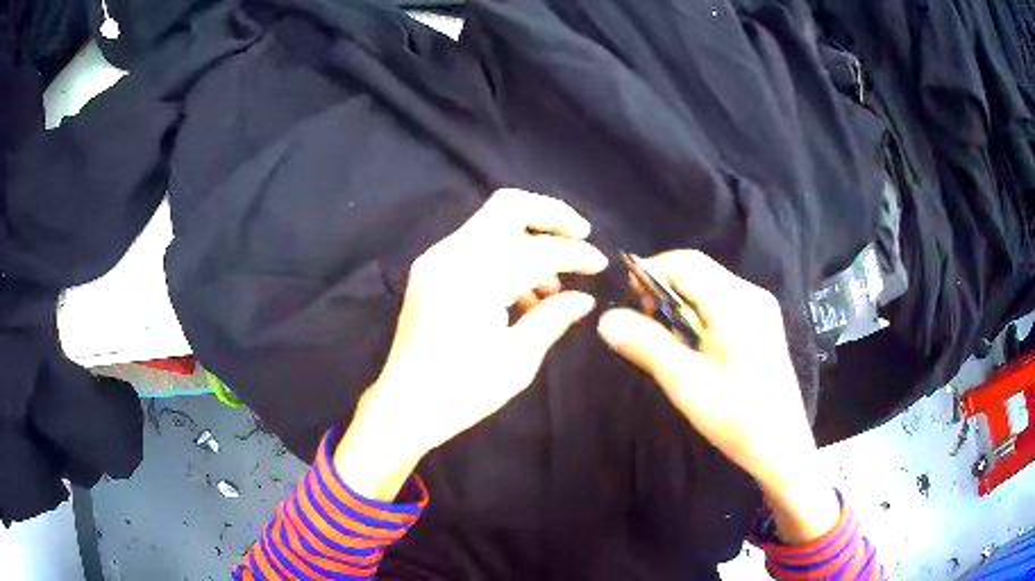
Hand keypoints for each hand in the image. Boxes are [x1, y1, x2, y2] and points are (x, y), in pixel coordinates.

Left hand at [335, 189, 607, 499]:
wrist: (403, 406)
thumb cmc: (461, 392)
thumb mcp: (516, 361)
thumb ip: (552, 319)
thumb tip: (584, 298)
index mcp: (473, 281)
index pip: (536, 249)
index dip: (575, 253)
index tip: (600, 265)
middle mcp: (451, 256)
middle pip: (508, 206)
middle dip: (551, 215)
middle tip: (580, 234)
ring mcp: (436, 259)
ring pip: (492, 222)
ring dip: (529, 238)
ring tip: (553, 283)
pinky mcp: (430, 270)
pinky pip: (476, 244)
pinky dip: (506, 254)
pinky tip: (524, 293)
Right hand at [597, 250, 837, 542]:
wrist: (781, 447)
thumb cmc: (736, 417)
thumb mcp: (685, 382)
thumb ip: (646, 345)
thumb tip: (606, 318)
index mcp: (736, 302)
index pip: (685, 263)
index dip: (651, 272)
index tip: (626, 299)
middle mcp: (751, 295)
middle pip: (699, 271)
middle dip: (664, 288)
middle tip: (642, 323)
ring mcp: (760, 309)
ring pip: (709, 287)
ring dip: (680, 304)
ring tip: (666, 340)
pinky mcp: (762, 325)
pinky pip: (722, 303)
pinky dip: (698, 315)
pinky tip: (693, 346)